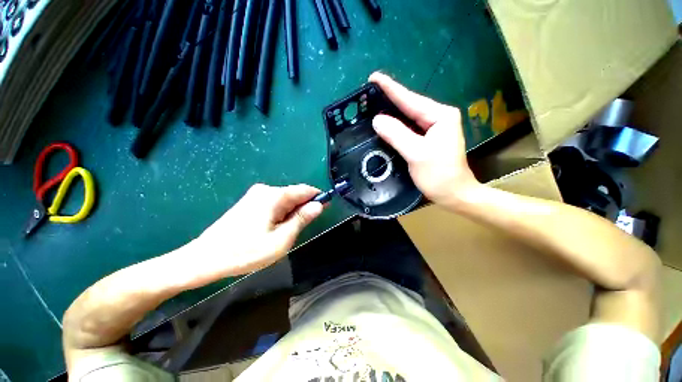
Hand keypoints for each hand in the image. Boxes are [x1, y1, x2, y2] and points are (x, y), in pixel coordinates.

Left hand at [191, 184, 323, 277]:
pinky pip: (274, 204)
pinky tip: (273, 229)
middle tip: (301, 229)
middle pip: (294, 194)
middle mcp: (265, 190)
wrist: (205, 258)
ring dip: (291, 213)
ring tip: (285, 233)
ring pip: (284, 200)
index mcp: (274, 196)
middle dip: (303, 208)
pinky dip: (280, 214)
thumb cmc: (246, 252)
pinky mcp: (249, 202)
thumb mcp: (281, 239)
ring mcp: (255, 195)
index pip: (305, 190)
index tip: (325, 209)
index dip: (318, 198)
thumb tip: (318, 205)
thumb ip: (301, 219)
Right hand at [369, 72, 480, 206]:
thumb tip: (377, 119)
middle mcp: (438, 118)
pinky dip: (396, 126)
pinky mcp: (428, 139)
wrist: (454, 194)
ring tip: (373, 104)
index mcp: (440, 116)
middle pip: (409, 106)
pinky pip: (409, 128)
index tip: (373, 77)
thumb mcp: (416, 154)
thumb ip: (396, 134)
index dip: (390, 89)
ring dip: (391, 112)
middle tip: (369, 92)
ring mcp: (434, 129)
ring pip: (408, 117)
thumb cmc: (438, 175)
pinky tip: (385, 123)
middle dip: (389, 98)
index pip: (410, 100)